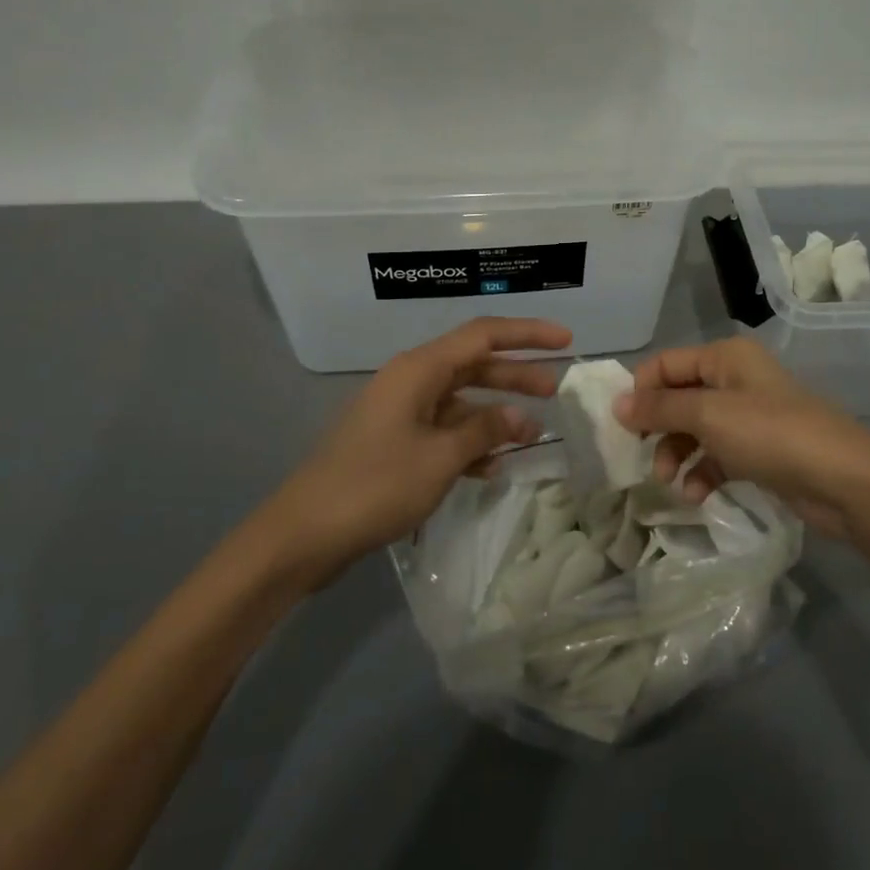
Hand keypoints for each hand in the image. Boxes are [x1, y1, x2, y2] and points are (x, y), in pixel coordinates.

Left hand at [270, 317, 571, 576]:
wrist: (304, 534)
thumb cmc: (375, 485)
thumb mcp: (440, 457)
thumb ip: (486, 430)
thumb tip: (523, 417)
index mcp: (419, 369)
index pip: (483, 335)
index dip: (527, 334)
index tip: (565, 341)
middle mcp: (410, 381)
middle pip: (474, 365)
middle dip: (516, 375)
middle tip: (556, 390)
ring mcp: (400, 412)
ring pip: (460, 400)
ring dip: (494, 414)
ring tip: (531, 434)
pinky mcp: (394, 442)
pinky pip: (443, 430)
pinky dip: (469, 442)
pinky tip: (492, 467)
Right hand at [613, 337, 869, 537]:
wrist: (842, 479)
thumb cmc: (770, 434)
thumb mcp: (708, 416)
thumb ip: (659, 409)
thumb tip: (616, 403)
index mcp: (724, 357)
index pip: (665, 364)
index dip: (641, 392)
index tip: (623, 427)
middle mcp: (734, 379)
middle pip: (678, 398)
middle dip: (658, 428)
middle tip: (643, 457)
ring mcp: (748, 416)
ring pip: (695, 430)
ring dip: (676, 454)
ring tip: (670, 483)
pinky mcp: (759, 450)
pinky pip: (716, 455)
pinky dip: (702, 472)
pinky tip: (696, 496)